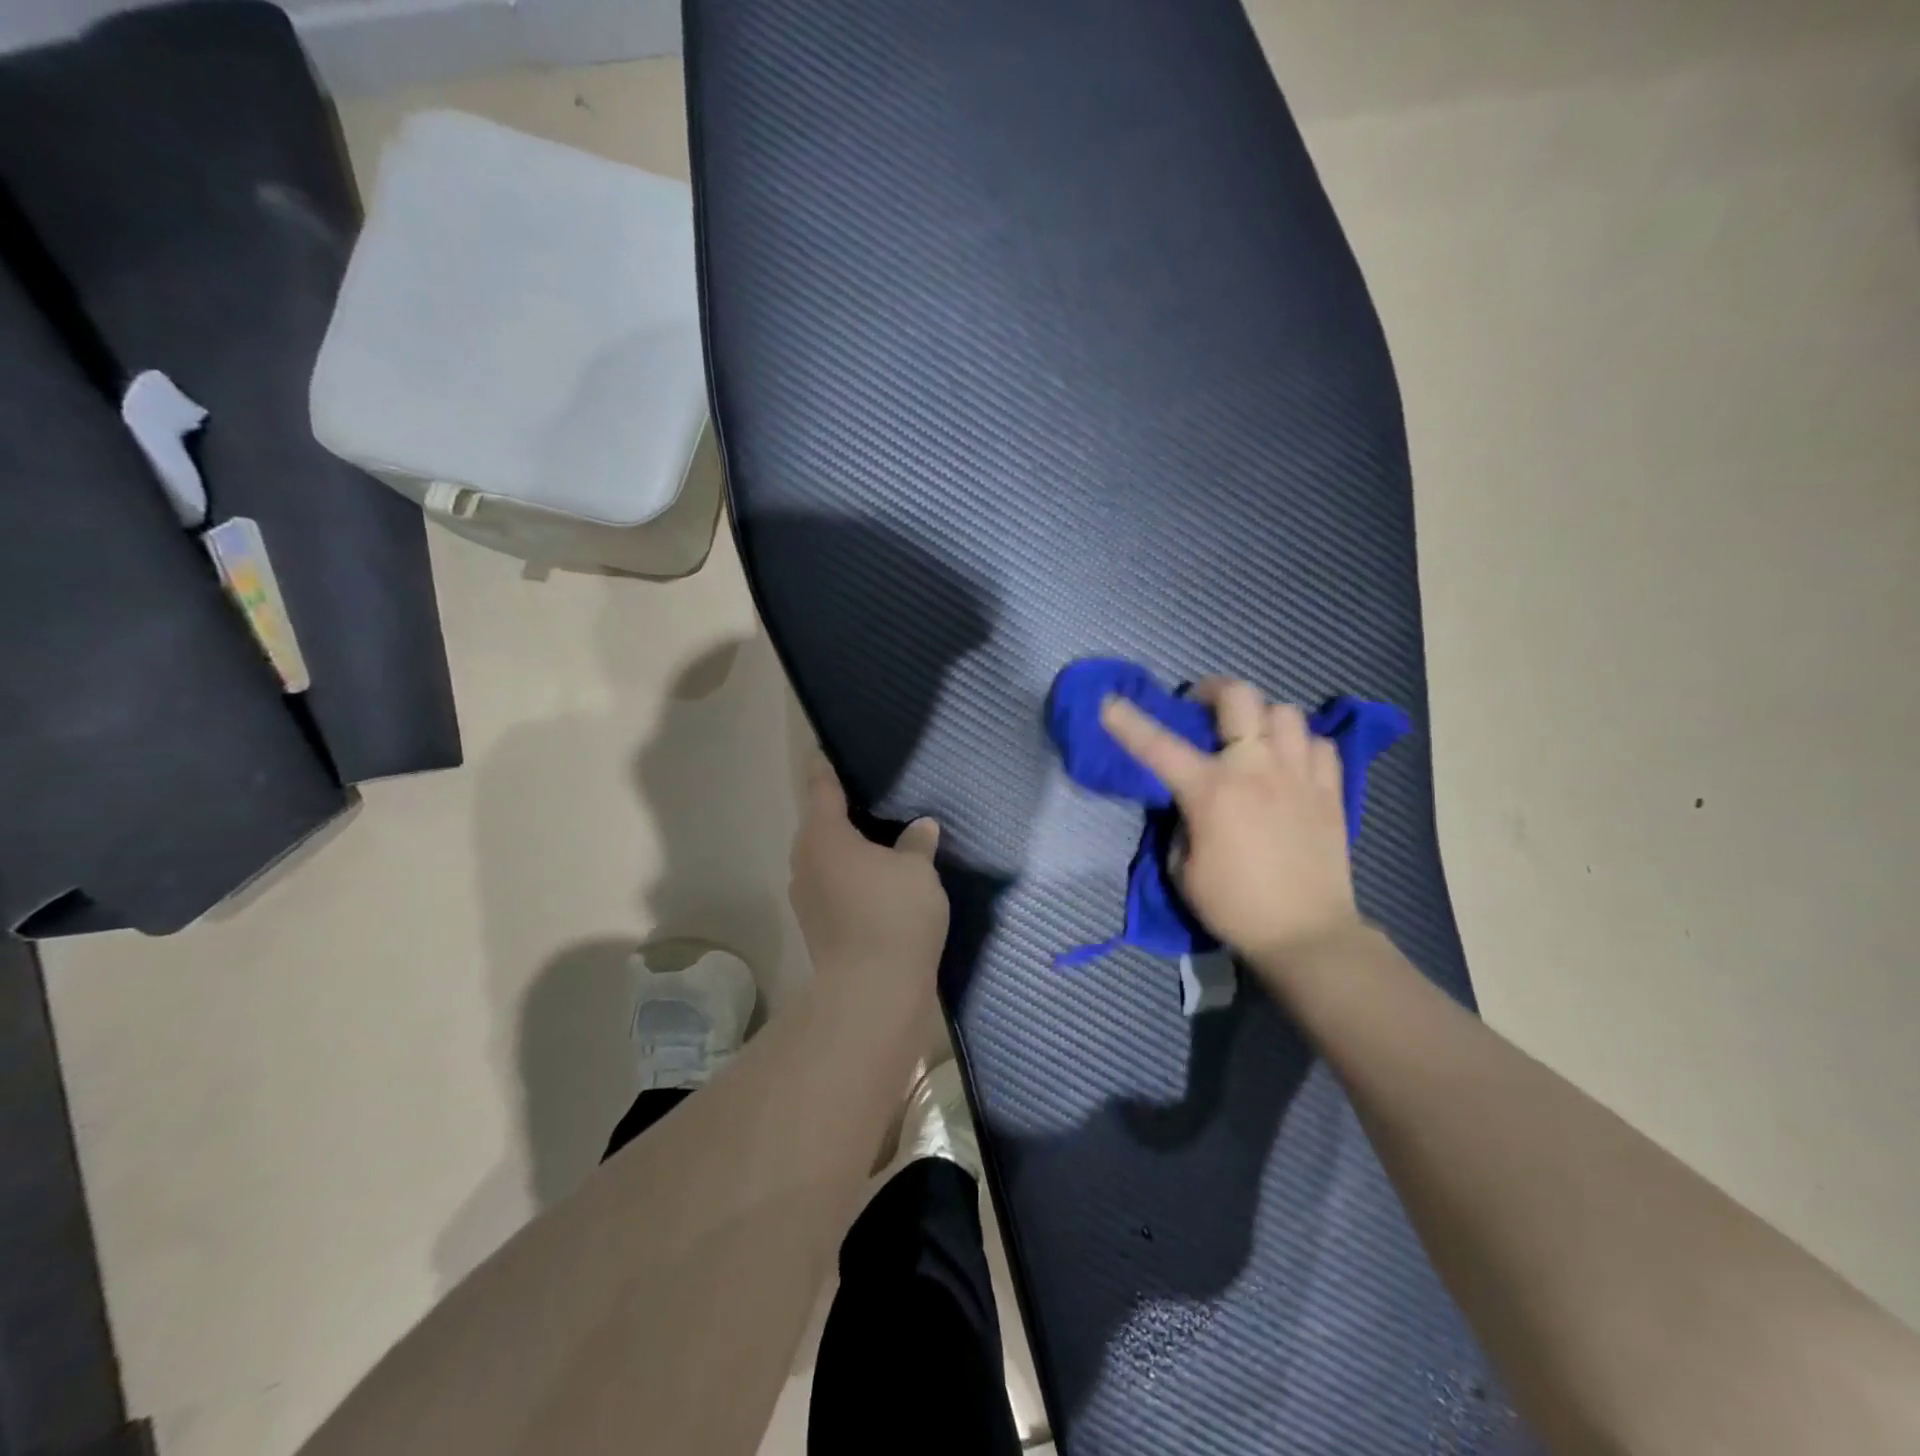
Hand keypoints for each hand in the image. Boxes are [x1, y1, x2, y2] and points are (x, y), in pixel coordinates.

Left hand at [789, 755, 948, 1022]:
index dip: (824, 767)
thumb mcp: (917, 871)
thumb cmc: (894, 915)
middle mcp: (805, 860)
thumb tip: (922, 826)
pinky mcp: (817, 924)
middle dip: (839, 811)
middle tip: (869, 796)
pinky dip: (849, 874)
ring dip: (845, 847)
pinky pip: (831, 883)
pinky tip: (876, 878)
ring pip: (824, 857)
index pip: (821, 788)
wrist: (872, 991)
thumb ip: (917, 843)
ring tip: (876, 837)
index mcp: (824, 835)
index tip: (823, 750)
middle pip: (819, 824)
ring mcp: (806, 896)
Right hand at [1100, 678, 1362, 966]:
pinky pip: (1320, 744)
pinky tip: (1290, 760)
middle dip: (1213, 690)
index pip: (1159, 746)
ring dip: (1261, 716)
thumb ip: (1181, 823)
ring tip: (1251, 735)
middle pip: (1240, 698)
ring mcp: (1298, 776)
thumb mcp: (1182, 868)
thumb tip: (1191, 803)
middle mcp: (1256, 770)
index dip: (1128, 721)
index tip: (1109, 702)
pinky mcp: (1330, 791)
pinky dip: (1300, 743)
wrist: (1306, 934)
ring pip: (1285, 712)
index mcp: (1211, 791)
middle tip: (1201, 705)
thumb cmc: (1234, 906)